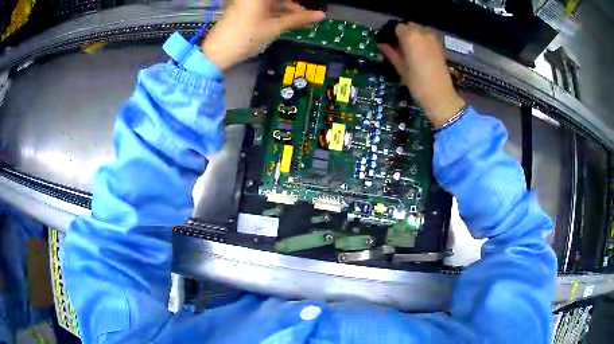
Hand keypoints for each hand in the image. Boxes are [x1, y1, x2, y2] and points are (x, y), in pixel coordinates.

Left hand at [202, 0, 324, 70]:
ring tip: (302, 23)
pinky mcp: (244, 9)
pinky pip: (265, 7)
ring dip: (288, 11)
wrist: (217, 52)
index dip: (299, 5)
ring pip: (273, 3)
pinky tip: (287, 22)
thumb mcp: (275, 27)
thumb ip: (299, 19)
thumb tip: (321, 16)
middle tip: (309, 18)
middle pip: (280, 0)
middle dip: (295, 8)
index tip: (311, 12)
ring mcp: (247, 2)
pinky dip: (276, 14)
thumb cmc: (247, 37)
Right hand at [379, 22, 464, 127]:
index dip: (391, 34)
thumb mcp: (400, 68)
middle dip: (403, 33)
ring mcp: (433, 39)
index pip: (397, 27)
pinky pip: (426, 38)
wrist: (441, 96)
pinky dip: (421, 41)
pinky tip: (419, 54)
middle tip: (398, 47)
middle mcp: (422, 33)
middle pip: (409, 26)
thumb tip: (381, 44)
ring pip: (419, 31)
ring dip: (413, 37)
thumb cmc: (417, 83)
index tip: (388, 43)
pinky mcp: (439, 46)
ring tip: (409, 51)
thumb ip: (390, 52)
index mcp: (410, 36)